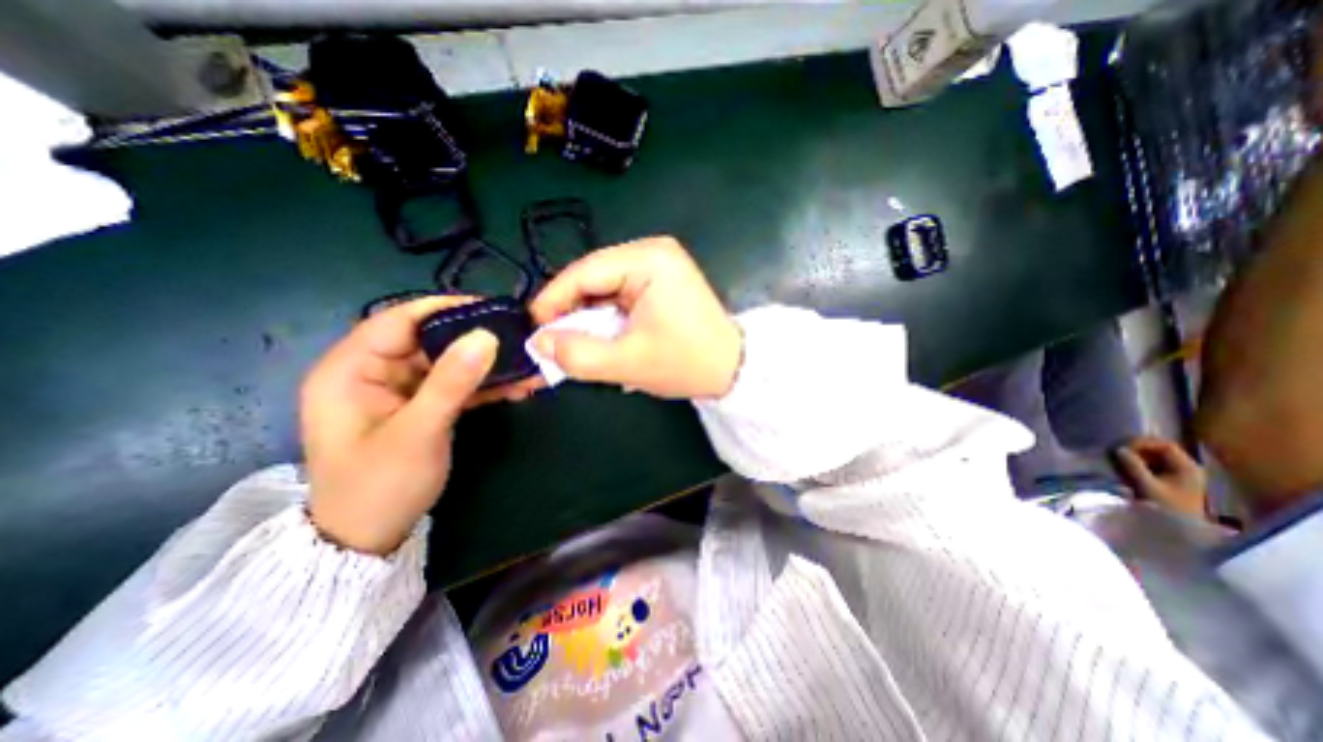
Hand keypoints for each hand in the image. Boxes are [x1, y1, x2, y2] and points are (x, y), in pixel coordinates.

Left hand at [303, 292, 538, 550]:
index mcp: (350, 370)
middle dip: (476, 339)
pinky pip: (455, 386)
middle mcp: (373, 372)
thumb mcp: (418, 431)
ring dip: (487, 365)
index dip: (444, 308)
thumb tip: (487, 336)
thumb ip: (452, 382)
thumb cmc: (380, 486)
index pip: (398, 320)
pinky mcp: (421, 406)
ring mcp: (400, 391)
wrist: (369, 540)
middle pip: (429, 340)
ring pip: (448, 364)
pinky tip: (518, 386)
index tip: (490, 308)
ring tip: (528, 362)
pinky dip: (485, 386)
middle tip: (518, 336)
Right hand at [525, 238, 738, 400]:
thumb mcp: (628, 363)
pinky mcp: (662, 279)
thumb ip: (578, 356)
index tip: (534, 329)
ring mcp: (659, 263)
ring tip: (577, 343)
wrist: (732, 369)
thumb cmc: (686, 363)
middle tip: (553, 340)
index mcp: (649, 259)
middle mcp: (653, 251)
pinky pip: (620, 292)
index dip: (553, 300)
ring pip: (604, 286)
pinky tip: (603, 336)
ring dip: (589, 315)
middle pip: (593, 276)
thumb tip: (540, 343)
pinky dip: (607, 315)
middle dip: (571, 310)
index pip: (585, 272)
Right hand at [1114, 437, 1205, 516]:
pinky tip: (1127, 471)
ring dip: (1135, 458)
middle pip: (1159, 449)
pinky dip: (1138, 465)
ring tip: (1120, 464)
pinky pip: (1152, 465)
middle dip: (1137, 450)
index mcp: (1187, 467)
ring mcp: (1178, 475)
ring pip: (1153, 457)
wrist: (1182, 530)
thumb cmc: (1167, 508)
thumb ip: (1134, 466)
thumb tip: (1119, 449)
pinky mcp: (1169, 480)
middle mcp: (1186, 468)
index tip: (1123, 448)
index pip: (1165, 445)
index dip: (1143, 443)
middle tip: (1118, 455)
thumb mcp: (1148, 486)